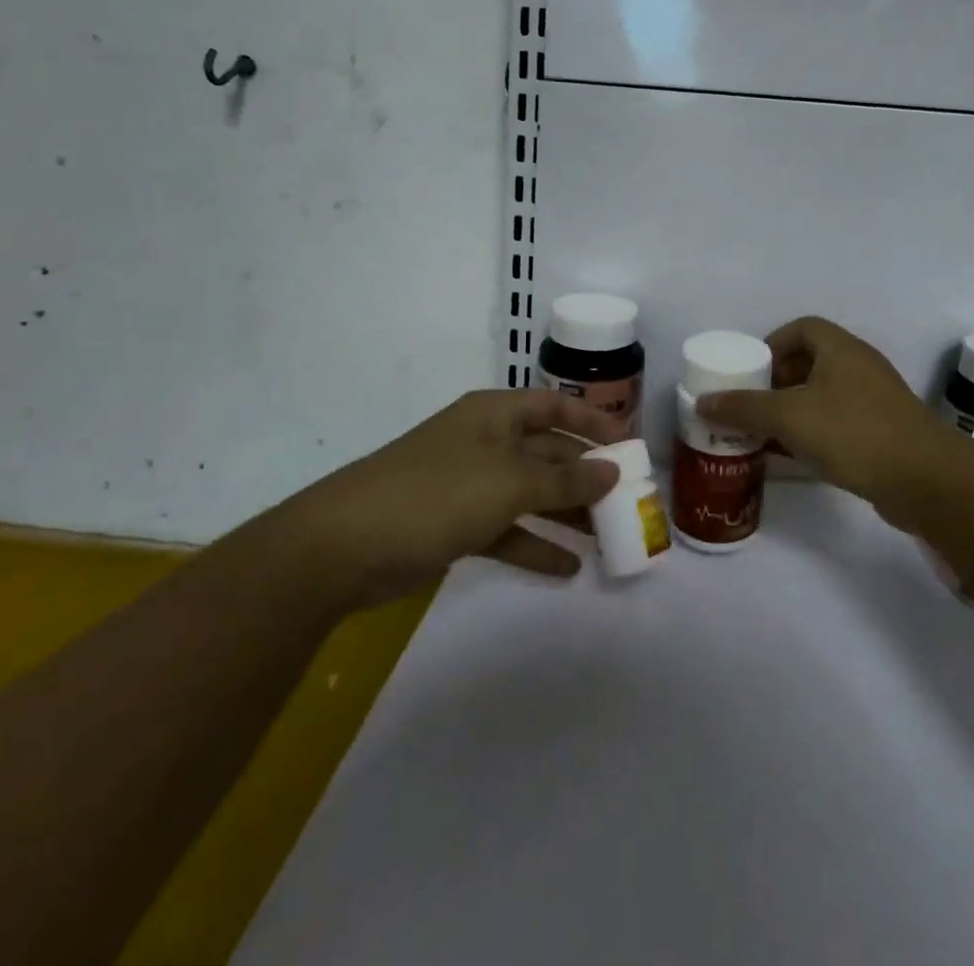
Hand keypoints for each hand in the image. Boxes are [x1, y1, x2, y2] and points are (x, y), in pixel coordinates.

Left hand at [295, 389, 624, 606]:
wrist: (345, 545)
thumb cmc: (438, 493)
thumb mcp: (511, 483)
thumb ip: (565, 480)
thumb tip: (613, 471)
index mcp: (495, 415)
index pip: (555, 407)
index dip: (592, 421)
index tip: (629, 446)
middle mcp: (485, 442)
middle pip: (546, 452)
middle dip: (585, 475)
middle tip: (626, 500)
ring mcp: (468, 485)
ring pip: (530, 494)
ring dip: (566, 514)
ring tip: (607, 537)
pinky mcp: (455, 525)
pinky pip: (507, 529)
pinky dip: (534, 545)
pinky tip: (567, 567)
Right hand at [695, 317, 960, 523]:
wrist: (926, 480)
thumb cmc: (854, 433)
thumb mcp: (789, 417)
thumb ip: (744, 408)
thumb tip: (702, 402)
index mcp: (840, 349)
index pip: (802, 328)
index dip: (773, 344)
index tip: (751, 372)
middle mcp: (859, 366)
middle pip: (811, 361)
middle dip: (778, 381)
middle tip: (752, 405)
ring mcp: (875, 400)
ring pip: (825, 395)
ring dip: (795, 410)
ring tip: (766, 433)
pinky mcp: (884, 432)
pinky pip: (839, 422)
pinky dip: (815, 432)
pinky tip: (797, 457)